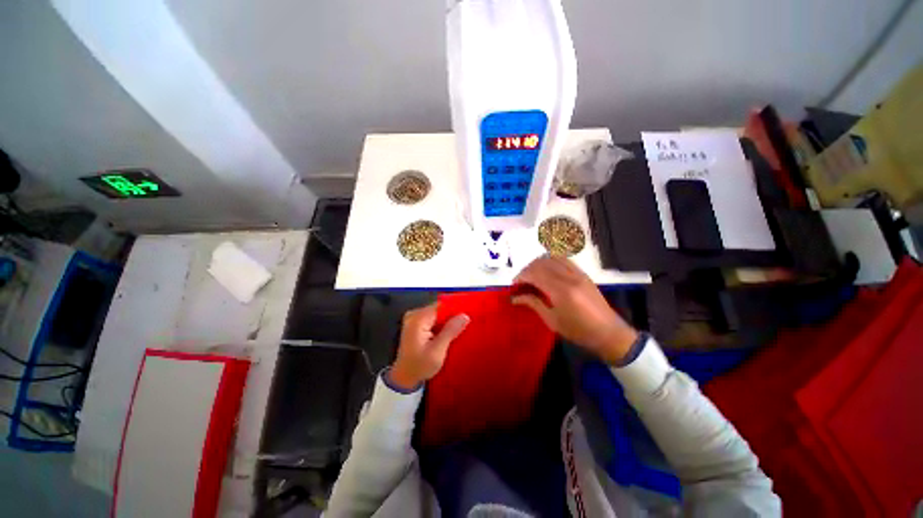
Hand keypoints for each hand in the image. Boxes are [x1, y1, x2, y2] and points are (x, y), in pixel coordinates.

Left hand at [389, 304, 469, 390]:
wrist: (404, 378)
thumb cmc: (419, 366)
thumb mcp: (437, 351)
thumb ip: (450, 331)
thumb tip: (464, 316)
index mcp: (418, 319)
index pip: (441, 306)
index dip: (455, 309)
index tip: (469, 314)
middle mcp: (414, 315)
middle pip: (439, 309)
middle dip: (452, 316)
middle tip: (466, 324)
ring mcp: (414, 319)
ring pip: (437, 314)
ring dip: (448, 321)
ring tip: (459, 329)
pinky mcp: (416, 324)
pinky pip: (433, 319)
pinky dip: (442, 325)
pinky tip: (449, 333)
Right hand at [512, 256, 637, 364]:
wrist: (609, 333)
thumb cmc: (578, 331)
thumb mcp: (552, 321)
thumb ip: (533, 304)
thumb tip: (515, 298)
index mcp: (560, 291)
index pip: (535, 274)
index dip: (521, 276)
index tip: (514, 285)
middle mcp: (569, 277)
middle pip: (541, 263)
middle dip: (527, 269)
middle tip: (521, 282)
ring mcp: (578, 273)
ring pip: (552, 257)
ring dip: (538, 263)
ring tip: (532, 275)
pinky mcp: (583, 273)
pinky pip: (563, 259)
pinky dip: (551, 261)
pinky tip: (547, 271)